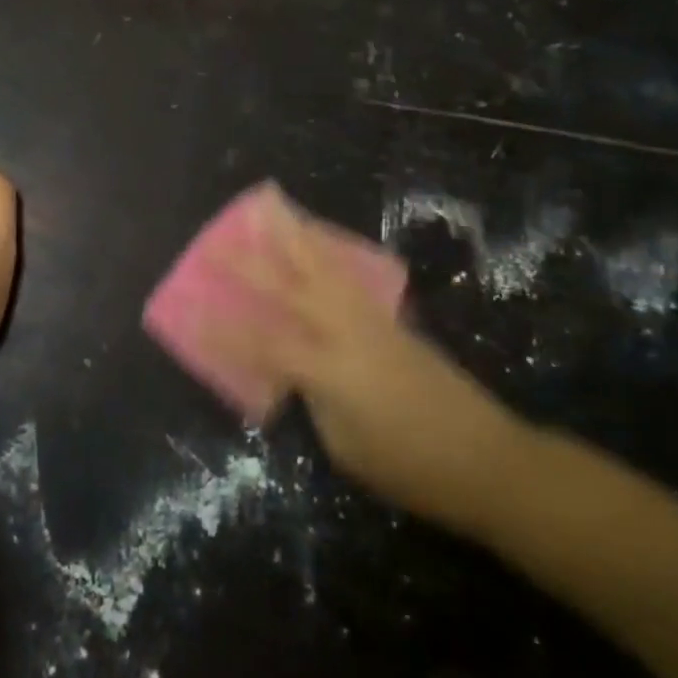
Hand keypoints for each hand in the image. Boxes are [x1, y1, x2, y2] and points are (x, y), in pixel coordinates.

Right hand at [214, 201, 528, 534]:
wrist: (487, 458)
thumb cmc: (411, 468)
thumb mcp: (345, 446)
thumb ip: (313, 398)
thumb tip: (294, 372)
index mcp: (330, 368)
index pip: (263, 341)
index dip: (222, 328)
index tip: (190, 308)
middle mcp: (347, 331)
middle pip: (290, 286)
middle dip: (249, 263)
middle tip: (216, 240)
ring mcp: (372, 319)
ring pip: (324, 266)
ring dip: (292, 235)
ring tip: (270, 209)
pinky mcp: (389, 319)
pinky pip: (347, 274)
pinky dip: (325, 251)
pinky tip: (315, 240)